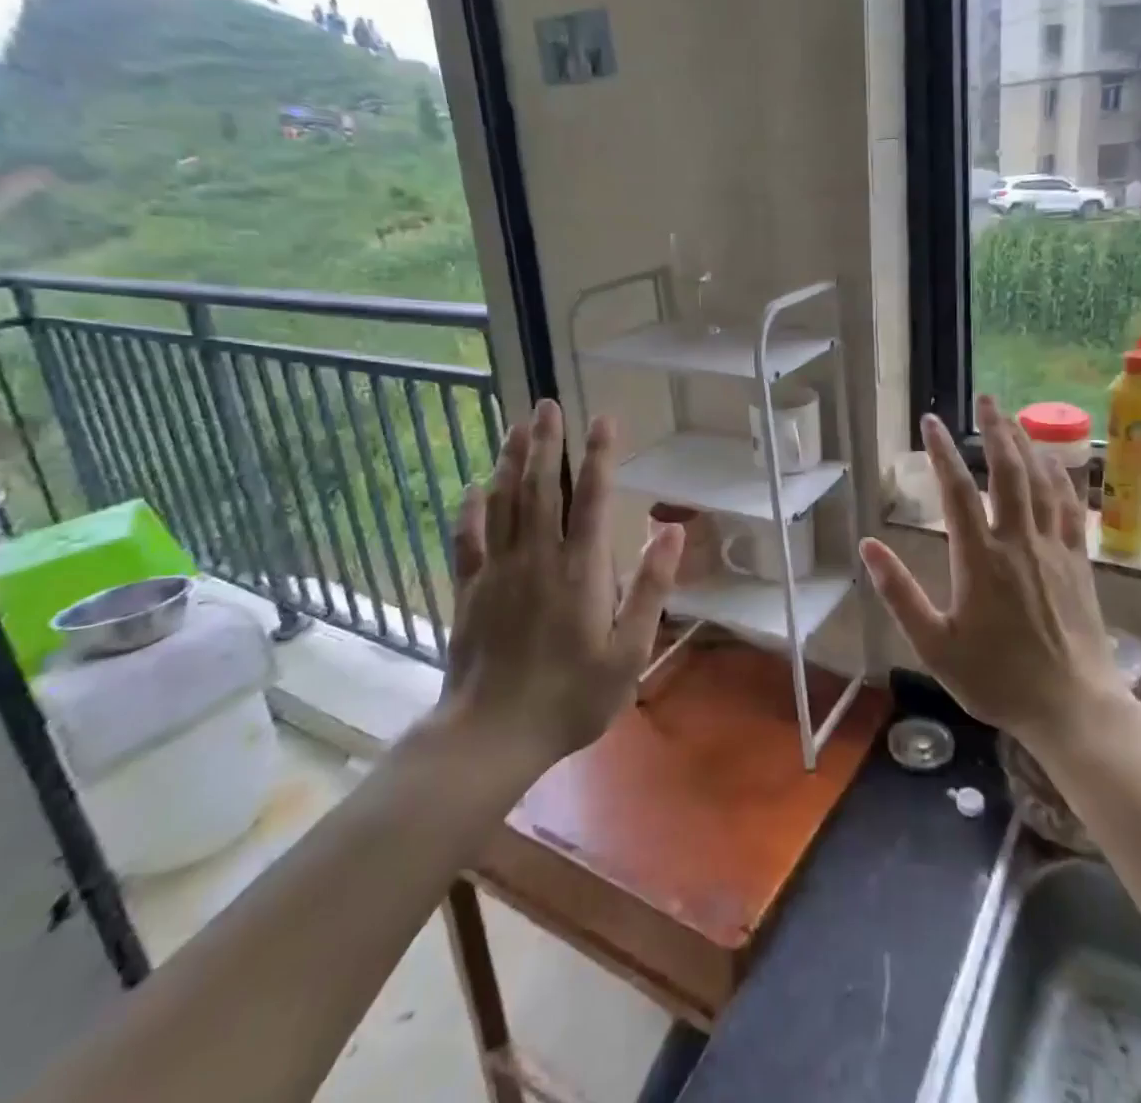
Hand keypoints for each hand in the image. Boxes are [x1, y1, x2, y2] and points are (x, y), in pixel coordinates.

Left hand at [434, 400, 682, 772]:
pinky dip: (471, 509)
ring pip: (502, 502)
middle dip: (546, 441)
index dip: (598, 455)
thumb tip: (672, 530)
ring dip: (510, 461)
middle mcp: (537, 558)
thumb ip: (650, 588)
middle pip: (540, 487)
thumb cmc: (571, 697)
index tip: (603, 419)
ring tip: (516, 426)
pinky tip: (473, 487)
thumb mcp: (630, 652)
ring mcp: (497, 571)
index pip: (590, 497)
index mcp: (581, 570)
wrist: (491, 736)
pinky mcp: (469, 590)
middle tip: (547, 403)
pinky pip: (468, 538)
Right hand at [859, 395, 1128, 748]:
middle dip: (996, 429)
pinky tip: (1054, 462)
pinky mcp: (1078, 560)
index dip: (941, 452)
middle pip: (1008, 471)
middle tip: (985, 399)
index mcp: (980, 560)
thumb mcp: (935, 645)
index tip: (930, 422)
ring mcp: (1054, 548)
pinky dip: (1060, 476)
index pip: (957, 491)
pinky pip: (1070, 505)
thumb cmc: (996, 679)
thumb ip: (899, 593)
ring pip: (1042, 481)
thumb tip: (868, 547)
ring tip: (1014, 417)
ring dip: (1028, 443)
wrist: (1072, 707)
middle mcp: (1019, 542)